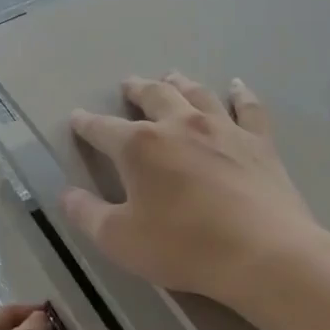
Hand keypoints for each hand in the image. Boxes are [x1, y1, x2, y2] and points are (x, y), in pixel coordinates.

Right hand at [63, 73, 329, 310]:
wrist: (263, 254)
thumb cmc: (182, 246)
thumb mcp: (119, 239)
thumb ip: (87, 214)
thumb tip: (66, 194)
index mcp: (139, 147)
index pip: (103, 128)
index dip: (86, 124)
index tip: (77, 118)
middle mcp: (180, 125)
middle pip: (153, 96)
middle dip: (136, 90)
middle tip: (128, 85)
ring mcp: (223, 129)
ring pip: (197, 93)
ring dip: (180, 83)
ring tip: (171, 76)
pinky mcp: (259, 142)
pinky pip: (248, 107)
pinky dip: (239, 94)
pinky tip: (236, 87)